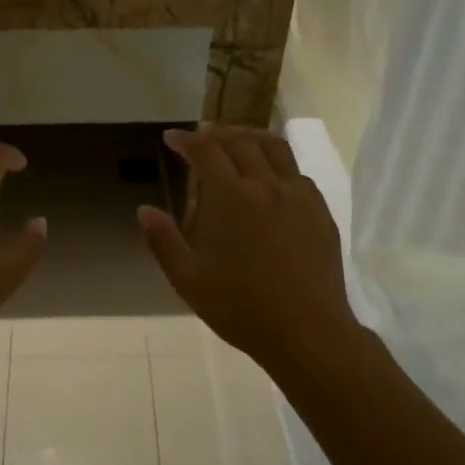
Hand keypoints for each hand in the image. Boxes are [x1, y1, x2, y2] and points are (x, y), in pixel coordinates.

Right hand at [138, 125, 357, 377]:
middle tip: (202, 136)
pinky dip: (278, 163)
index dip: (186, 140)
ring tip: (238, 141)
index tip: (172, 138)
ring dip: (251, 137)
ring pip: (275, 148)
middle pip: (241, 142)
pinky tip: (272, 177)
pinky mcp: (320, 211)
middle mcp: (266, 185)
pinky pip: (297, 173)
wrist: (307, 331)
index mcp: (231, 197)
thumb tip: (144, 210)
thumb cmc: (240, 308)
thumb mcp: (188, 280)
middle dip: (217, 133)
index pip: (206, 151)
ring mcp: (298, 196)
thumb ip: (163, 241)